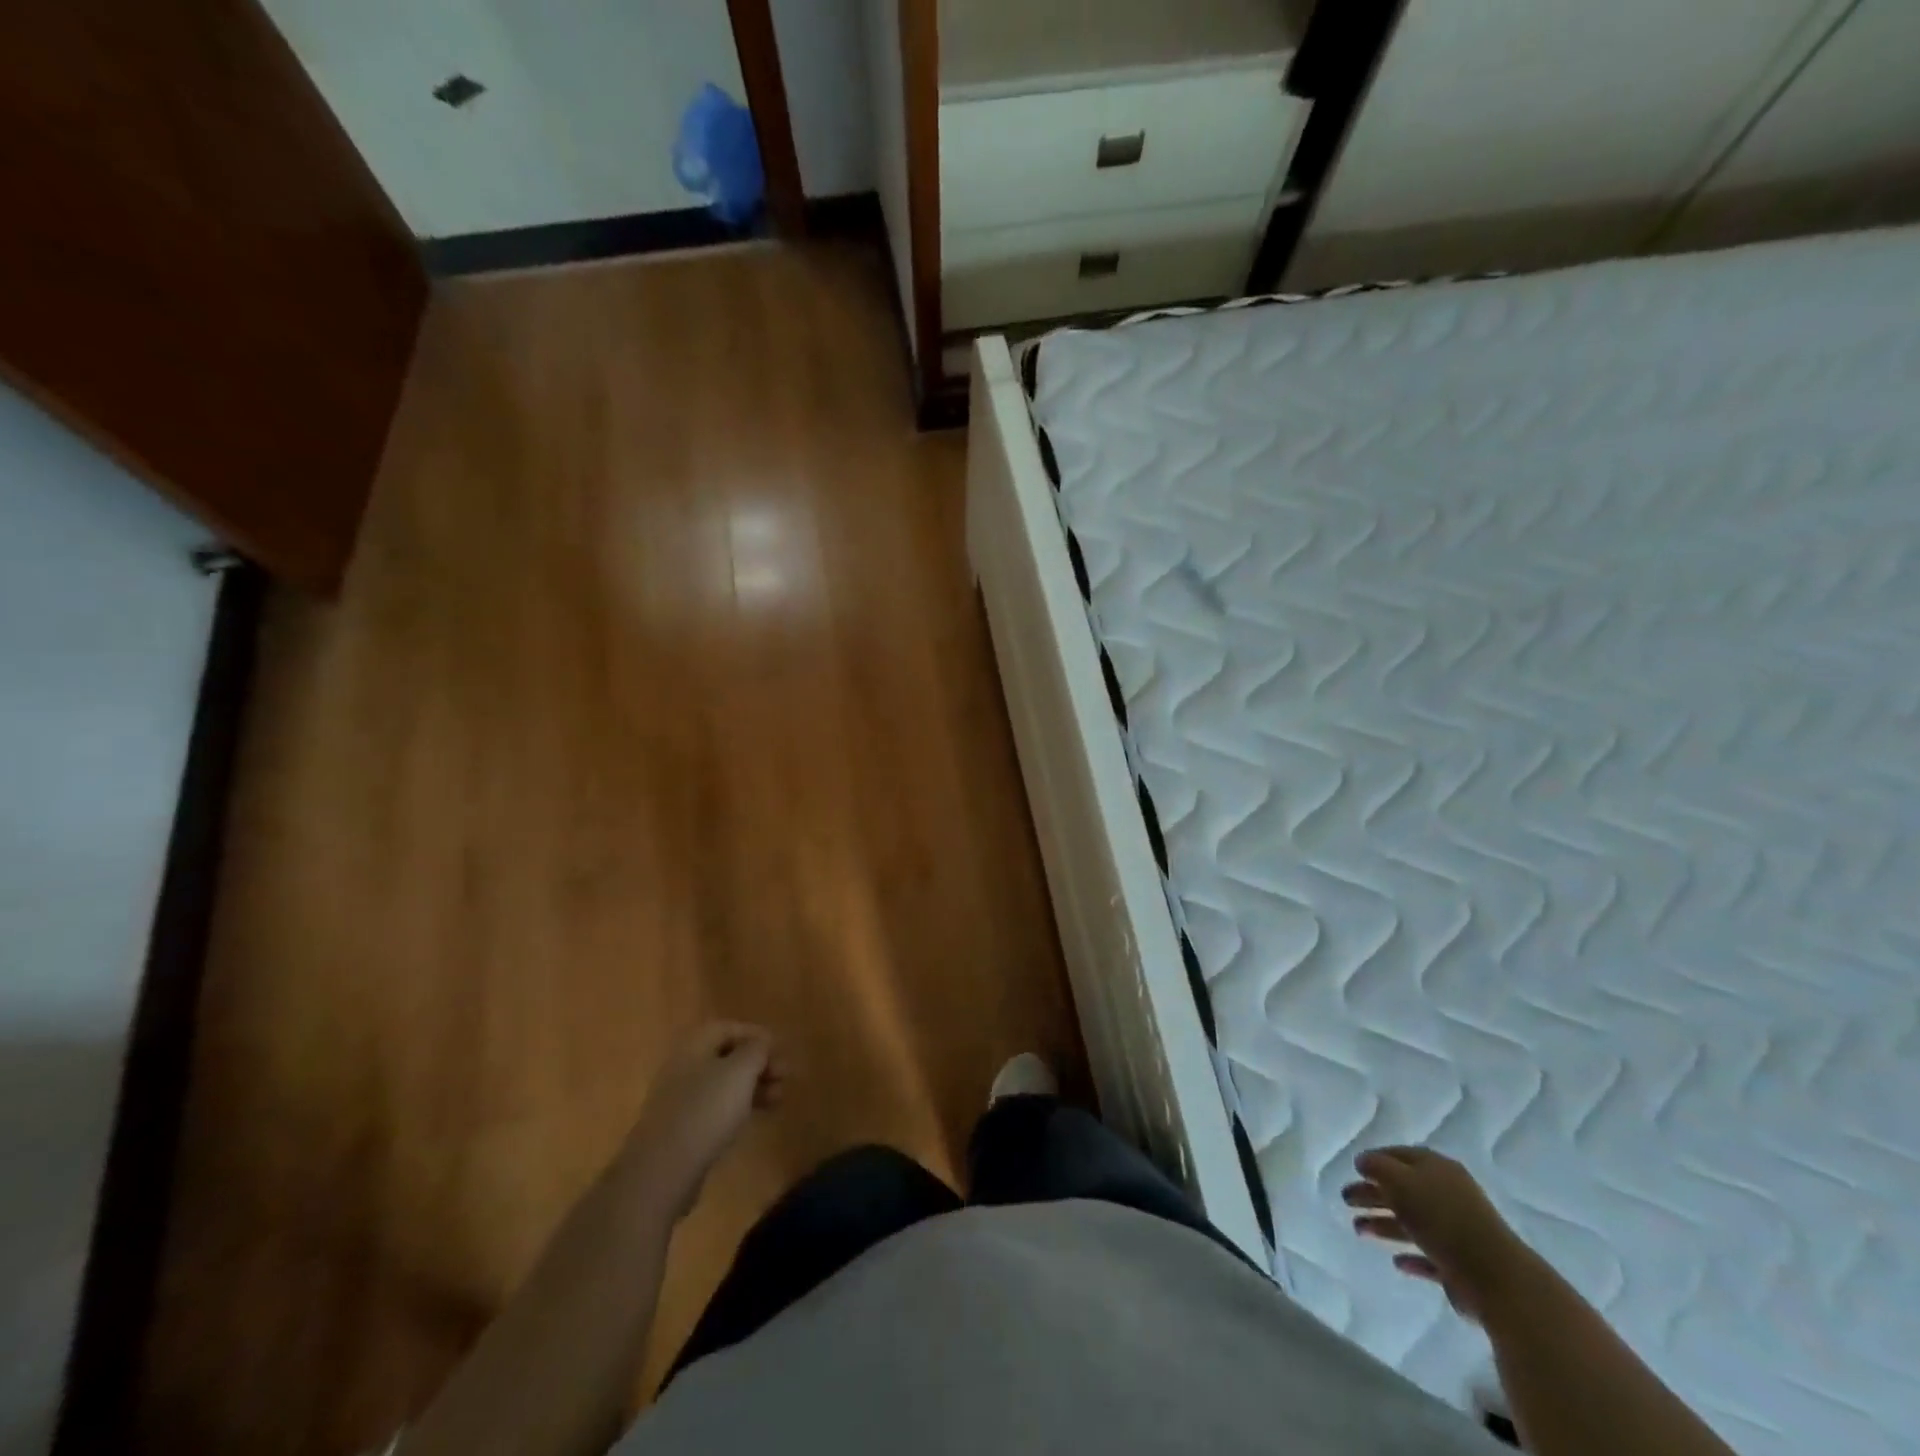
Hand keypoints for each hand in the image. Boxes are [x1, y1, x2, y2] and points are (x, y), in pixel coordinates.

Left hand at [629, 1022, 786, 1218]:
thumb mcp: (740, 1071)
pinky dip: (738, 1108)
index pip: (727, 1027)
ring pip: (723, 1084)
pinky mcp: (682, 1129)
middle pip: (726, 1056)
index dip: (755, 1034)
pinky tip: (754, 1119)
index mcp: (694, 1046)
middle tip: (784, 1076)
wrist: (663, 1170)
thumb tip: (762, 1042)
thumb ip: (756, 1049)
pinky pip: (715, 1108)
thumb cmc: (706, 1109)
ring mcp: (680, 1100)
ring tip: (778, 1099)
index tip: (779, 1049)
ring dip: (753, 1086)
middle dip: (758, 1063)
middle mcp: (684, 1067)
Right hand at [1344, 1146, 1528, 1322]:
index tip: (1354, 1169)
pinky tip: (1396, 1262)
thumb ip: (1377, 1167)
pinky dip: (1411, 1257)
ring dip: (1383, 1224)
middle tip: (1346, 1200)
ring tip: (1358, 1230)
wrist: (1495, 1277)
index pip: (1399, 1155)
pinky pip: (1429, 1256)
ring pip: (1412, 1223)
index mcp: (1436, 1168)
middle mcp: (1448, 1195)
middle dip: (1372, 1194)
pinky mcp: (1461, 1265)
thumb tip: (1363, 1162)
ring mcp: (1457, 1231)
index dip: (1375, 1160)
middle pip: (1403, 1190)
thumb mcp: (1400, 1181)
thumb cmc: (1441, 1218)